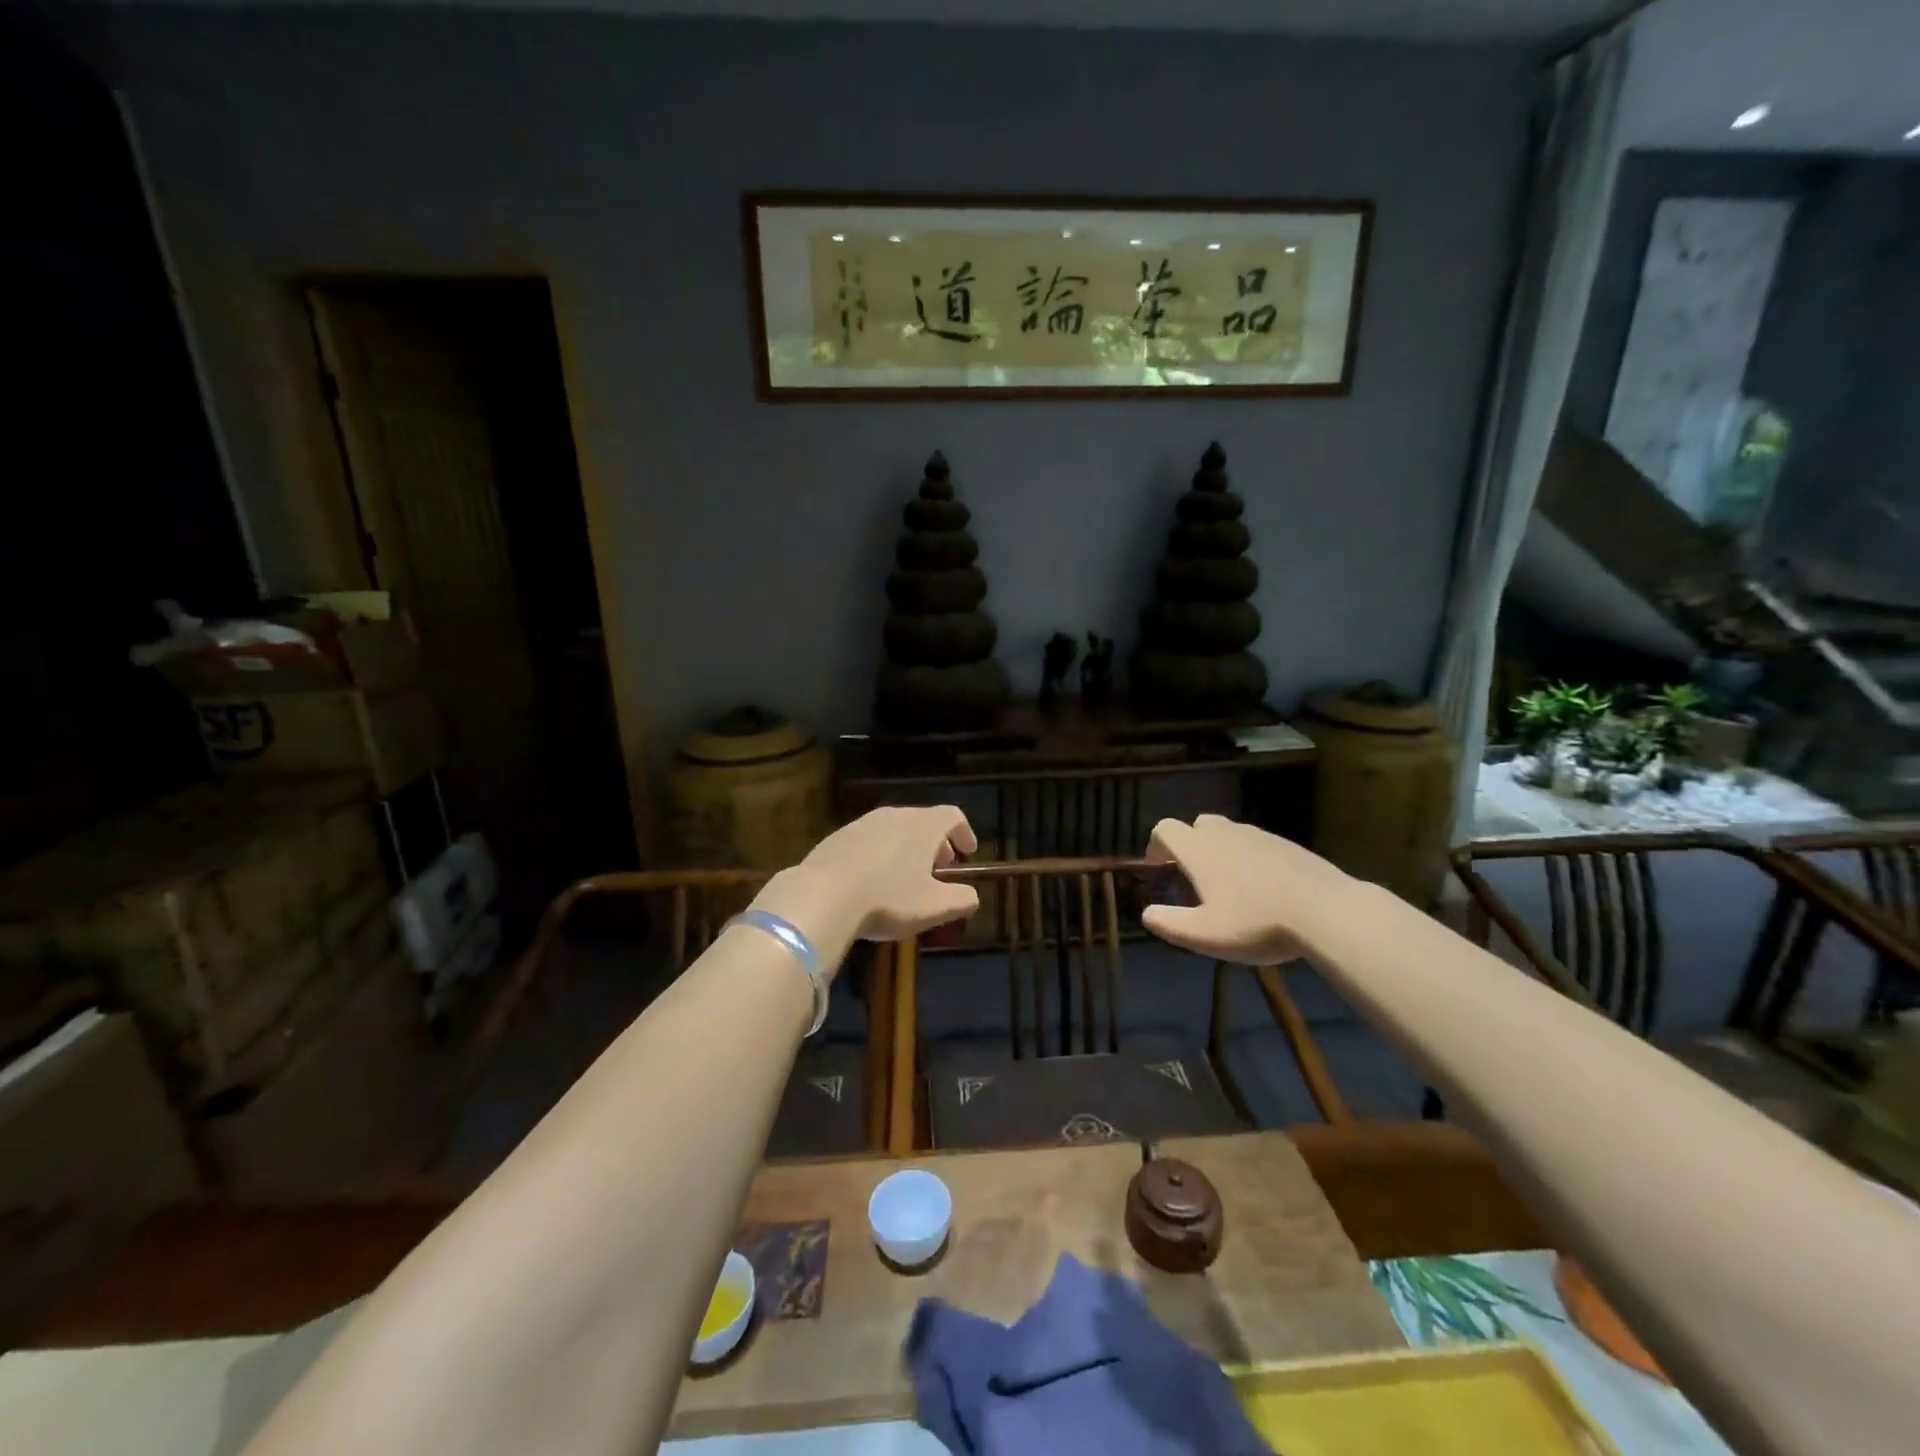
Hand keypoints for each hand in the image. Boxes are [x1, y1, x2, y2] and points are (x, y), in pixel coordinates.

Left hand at [775, 805, 979, 945]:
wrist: (822, 896)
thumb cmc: (888, 899)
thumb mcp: (935, 907)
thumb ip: (962, 899)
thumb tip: (972, 896)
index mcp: (922, 825)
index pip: (952, 816)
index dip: (964, 833)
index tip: (967, 853)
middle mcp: (893, 815)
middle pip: (922, 821)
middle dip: (935, 844)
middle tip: (939, 870)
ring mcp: (861, 824)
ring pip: (893, 830)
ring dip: (906, 849)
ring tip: (904, 878)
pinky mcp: (836, 838)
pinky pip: (868, 842)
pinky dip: (879, 855)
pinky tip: (871, 883)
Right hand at [1140, 814, 1358, 964]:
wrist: (1327, 911)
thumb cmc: (1257, 922)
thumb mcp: (1204, 935)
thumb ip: (1169, 924)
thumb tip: (1148, 914)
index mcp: (1199, 849)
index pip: (1165, 829)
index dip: (1155, 846)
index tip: (1159, 869)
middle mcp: (1226, 833)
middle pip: (1198, 825)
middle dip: (1190, 845)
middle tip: (1194, 878)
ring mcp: (1260, 835)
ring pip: (1229, 833)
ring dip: (1221, 851)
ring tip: (1231, 887)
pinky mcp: (1288, 845)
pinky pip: (1257, 844)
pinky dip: (1250, 859)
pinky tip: (1264, 890)